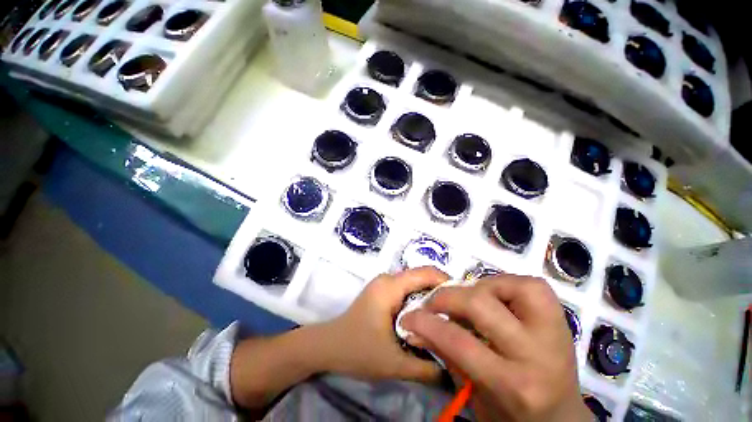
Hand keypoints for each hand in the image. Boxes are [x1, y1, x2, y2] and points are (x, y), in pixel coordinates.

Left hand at [319, 266, 448, 382]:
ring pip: (416, 284)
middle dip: (443, 294)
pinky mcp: (383, 291)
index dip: (448, 283)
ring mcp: (385, 283)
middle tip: (461, 316)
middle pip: (423, 277)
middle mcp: (388, 278)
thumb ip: (428, 367)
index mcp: (390, 286)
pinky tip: (428, 320)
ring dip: (432, 299)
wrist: (328, 346)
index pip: (426, 273)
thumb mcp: (394, 363)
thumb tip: (459, 368)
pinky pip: (408, 290)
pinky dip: (421, 302)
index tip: (465, 304)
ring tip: (449, 319)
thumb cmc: (357, 350)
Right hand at [401, 275, 590, 421]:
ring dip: (479, 287)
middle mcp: (536, 354)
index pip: (458, 342)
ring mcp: (553, 332)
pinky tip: (495, 296)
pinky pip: (530, 286)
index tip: (409, 316)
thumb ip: (445, 354)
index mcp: (513, 385)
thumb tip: (417, 325)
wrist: (560, 419)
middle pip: (480, 305)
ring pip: (510, 285)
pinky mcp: (561, 318)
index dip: (426, 323)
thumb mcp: (472, 394)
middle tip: (433, 303)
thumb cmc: (512, 413)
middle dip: (446, 297)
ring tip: (468, 299)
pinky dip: (505, 284)